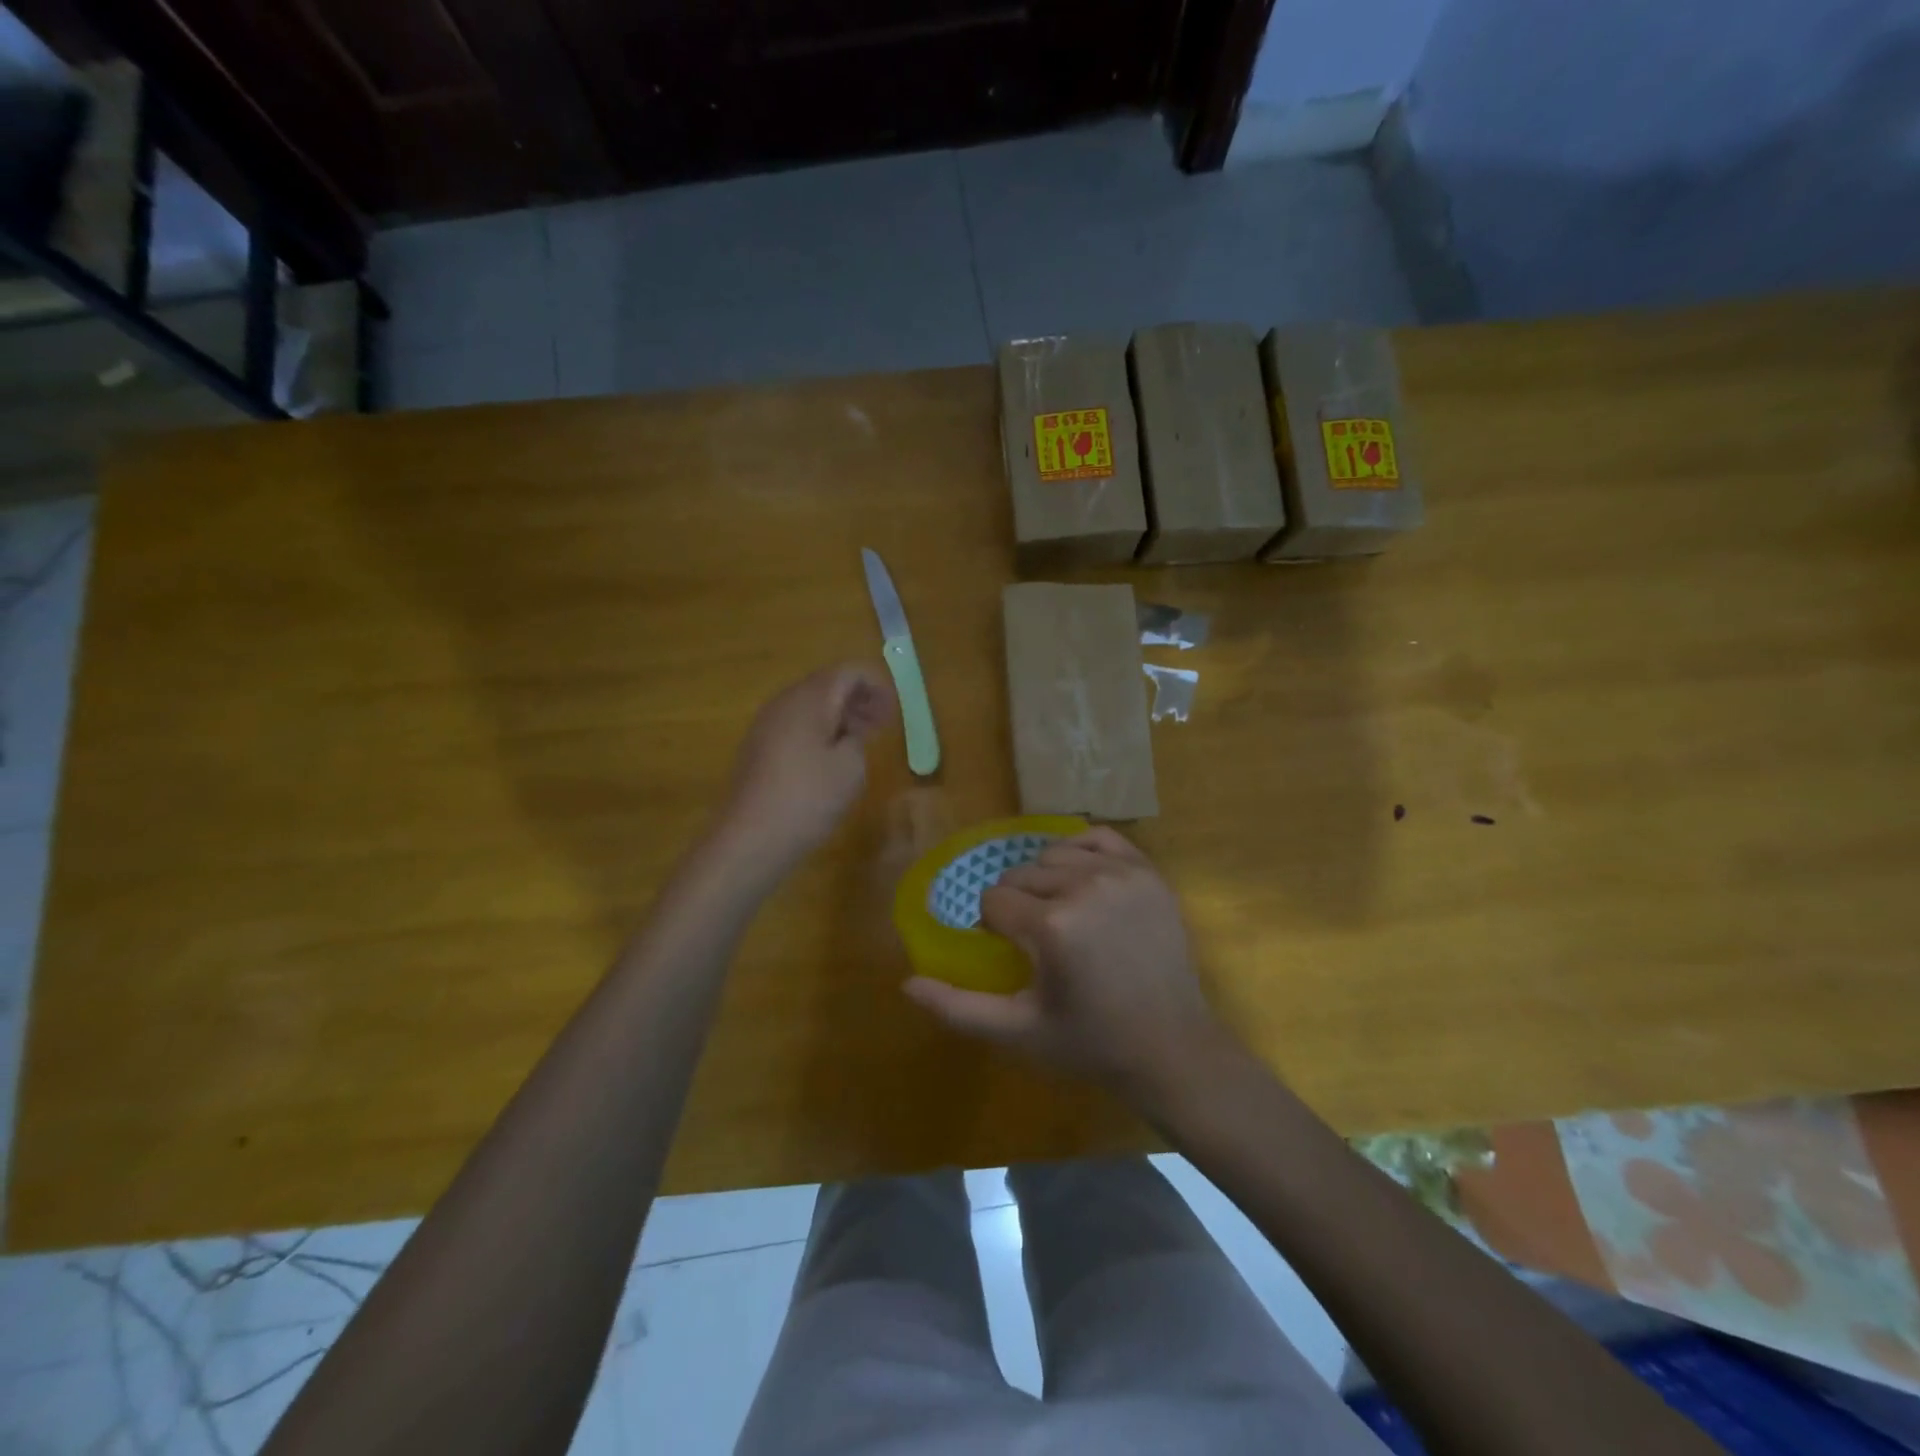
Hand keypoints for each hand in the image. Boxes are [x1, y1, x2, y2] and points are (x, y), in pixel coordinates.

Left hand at [719, 662, 894, 869]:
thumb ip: (857, 738)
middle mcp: (784, 702)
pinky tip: (831, 758)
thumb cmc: (809, 797)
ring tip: (861, 741)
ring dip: (839, 716)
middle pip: (827, 684)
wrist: (752, 837)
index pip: (848, 672)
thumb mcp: (851, 767)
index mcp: (810, 699)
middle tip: (883, 724)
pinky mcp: (759, 747)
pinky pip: (796, 725)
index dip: (876, 686)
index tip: (894, 712)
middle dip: (858, 699)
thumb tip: (847, 733)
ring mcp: (767, 724)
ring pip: (810, 705)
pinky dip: (820, 730)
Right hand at [902, 828, 1225, 1098]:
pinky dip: (1082, 850)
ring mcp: (1121, 874)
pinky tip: (1083, 880)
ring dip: (1046, 878)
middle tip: (1036, 939)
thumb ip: (958, 1008)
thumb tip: (906, 985)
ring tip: (1060, 912)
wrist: (1171, 1047)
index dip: (994, 926)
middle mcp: (1085, 887)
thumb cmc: (1090, 1042)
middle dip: (1017, 903)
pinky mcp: (1147, 871)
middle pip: (1021, 874)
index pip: (994, 900)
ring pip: (1054, 854)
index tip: (1014, 952)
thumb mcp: (1018, 1031)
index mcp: (1052, 925)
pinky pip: (1099, 837)